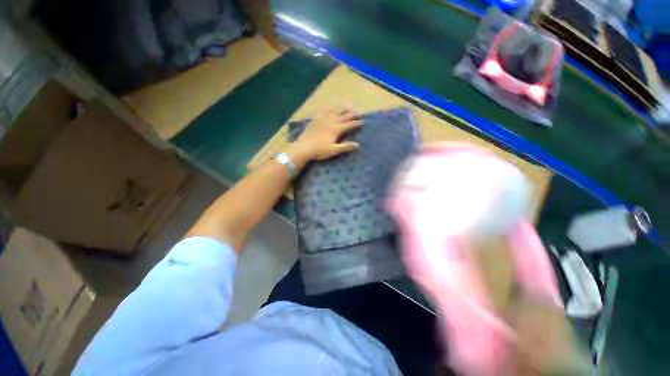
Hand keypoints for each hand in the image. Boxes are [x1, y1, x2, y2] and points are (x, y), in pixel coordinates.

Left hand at [290, 105, 362, 161]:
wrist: (304, 147)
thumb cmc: (319, 150)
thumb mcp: (334, 150)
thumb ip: (345, 146)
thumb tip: (357, 144)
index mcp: (336, 129)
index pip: (348, 125)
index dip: (355, 123)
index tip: (362, 121)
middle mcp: (330, 122)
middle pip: (343, 116)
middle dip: (351, 114)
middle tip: (358, 111)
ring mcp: (322, 119)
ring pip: (334, 112)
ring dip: (341, 108)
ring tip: (347, 105)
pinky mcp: (315, 120)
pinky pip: (322, 111)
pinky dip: (327, 108)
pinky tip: (329, 106)